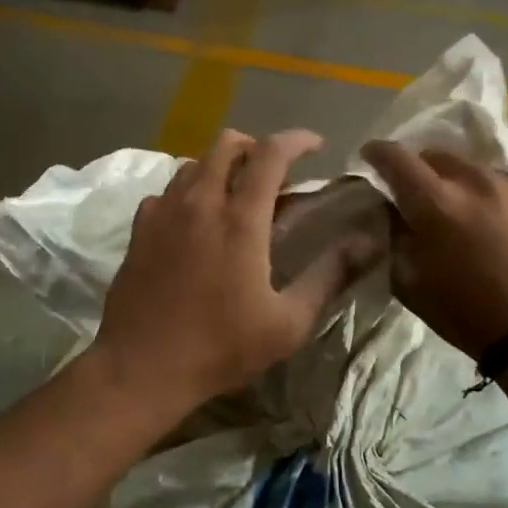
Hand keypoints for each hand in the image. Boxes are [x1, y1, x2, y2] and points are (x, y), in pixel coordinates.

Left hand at [94, 129, 377, 415]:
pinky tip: (196, 220)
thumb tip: (367, 244)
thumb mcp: (288, 323)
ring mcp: (163, 211)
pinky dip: (189, 191)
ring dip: (221, 166)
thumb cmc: (220, 348)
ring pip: (194, 163)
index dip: (297, 140)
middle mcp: (200, 202)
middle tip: (274, 173)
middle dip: (256, 146)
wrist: (141, 368)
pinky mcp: (139, 228)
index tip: (316, 145)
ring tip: (237, 195)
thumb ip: (329, 276)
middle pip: (226, 144)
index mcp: (240, 219)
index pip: (271, 154)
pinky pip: (167, 190)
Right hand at [360, 141, 507, 358]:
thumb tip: (391, 211)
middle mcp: (478, 181)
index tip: (372, 156)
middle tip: (426, 197)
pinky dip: (503, 202)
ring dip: (467, 188)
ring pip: (479, 172)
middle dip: (425, 172)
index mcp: (437, 203)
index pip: (397, 158)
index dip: (378, 153)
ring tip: (476, 218)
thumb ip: (394, 238)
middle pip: (439, 157)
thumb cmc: (469, 316)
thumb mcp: (411, 284)